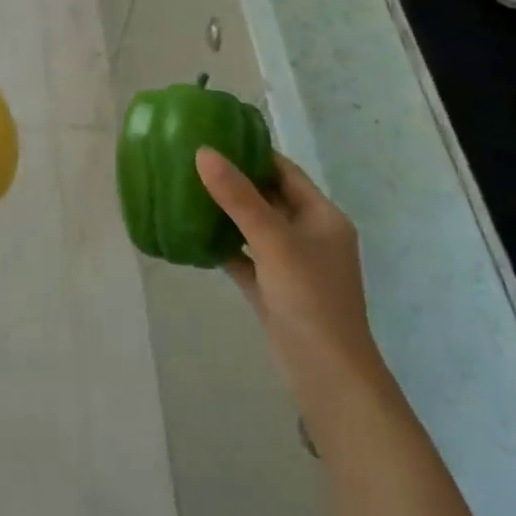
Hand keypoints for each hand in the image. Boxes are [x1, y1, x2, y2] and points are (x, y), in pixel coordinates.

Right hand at [196, 149, 382, 404]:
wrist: (328, 379)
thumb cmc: (310, 299)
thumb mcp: (273, 240)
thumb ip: (237, 196)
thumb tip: (203, 152)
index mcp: (322, 216)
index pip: (284, 171)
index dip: (253, 152)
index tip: (215, 136)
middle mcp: (309, 236)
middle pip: (268, 197)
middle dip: (234, 181)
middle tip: (192, 161)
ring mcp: (292, 266)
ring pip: (254, 228)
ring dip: (226, 213)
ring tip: (186, 190)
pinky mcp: (274, 291)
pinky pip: (245, 258)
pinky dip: (223, 246)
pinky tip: (192, 235)